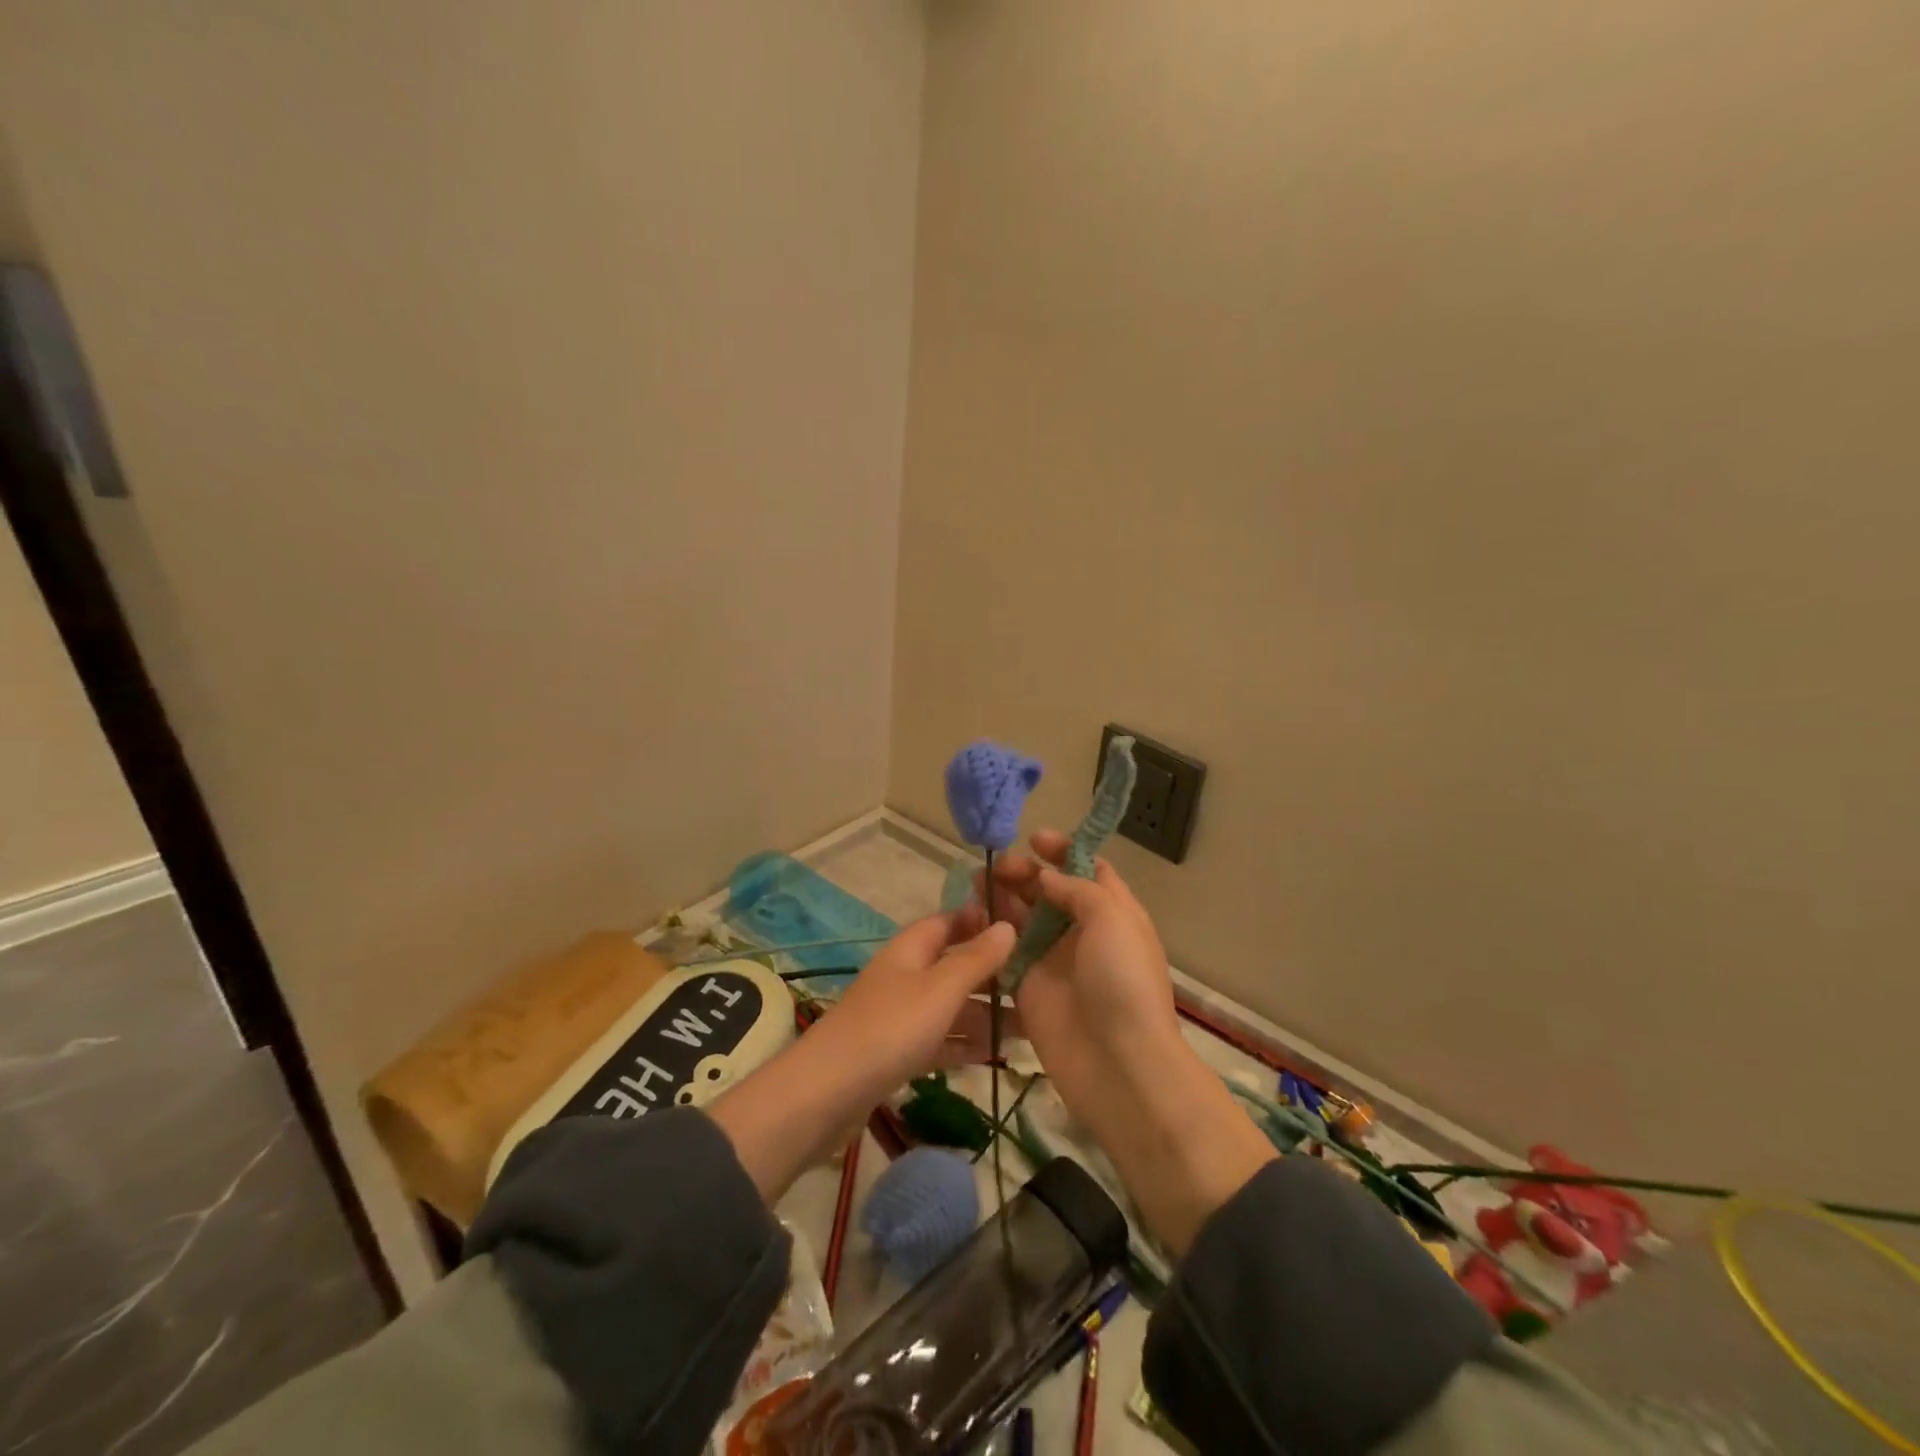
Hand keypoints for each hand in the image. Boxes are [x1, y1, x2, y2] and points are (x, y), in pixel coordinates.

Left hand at [815, 913, 1016, 1088]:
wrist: (828, 1092)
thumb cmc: (890, 1028)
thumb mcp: (940, 989)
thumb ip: (976, 959)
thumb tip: (1008, 925)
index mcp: (912, 948)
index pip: (951, 921)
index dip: (983, 921)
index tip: (1025, 929)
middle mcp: (907, 975)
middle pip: (955, 965)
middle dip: (993, 974)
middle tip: (1039, 984)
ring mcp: (901, 1014)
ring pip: (951, 1006)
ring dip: (985, 1013)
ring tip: (1031, 1026)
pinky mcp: (898, 1052)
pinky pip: (940, 1039)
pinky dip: (965, 1044)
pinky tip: (995, 1055)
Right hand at [962, 834, 1275, 1255]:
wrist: (1118, 1064)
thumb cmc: (1123, 981)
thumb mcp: (1113, 919)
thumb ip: (1077, 889)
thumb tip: (1045, 876)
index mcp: (1113, 912)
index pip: (1088, 869)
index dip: (1063, 850)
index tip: (1034, 839)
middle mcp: (1083, 932)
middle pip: (1049, 890)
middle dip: (1024, 872)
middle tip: (996, 867)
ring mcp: (1054, 960)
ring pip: (1023, 918)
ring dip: (1001, 897)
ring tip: (976, 882)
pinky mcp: (1028, 987)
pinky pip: (1005, 952)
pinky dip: (989, 934)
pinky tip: (970, 918)